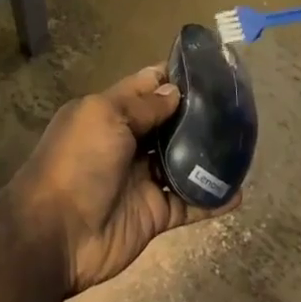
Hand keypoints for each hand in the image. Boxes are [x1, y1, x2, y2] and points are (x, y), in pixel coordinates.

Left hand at [7, 65, 239, 295]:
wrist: (56, 232)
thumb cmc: (77, 162)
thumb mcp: (104, 117)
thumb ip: (142, 105)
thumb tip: (174, 91)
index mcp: (108, 112)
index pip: (145, 86)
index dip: (173, 76)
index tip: (209, 69)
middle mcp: (126, 142)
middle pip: (168, 122)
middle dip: (197, 114)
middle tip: (237, 106)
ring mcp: (141, 179)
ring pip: (182, 161)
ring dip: (208, 154)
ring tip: (244, 143)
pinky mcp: (154, 213)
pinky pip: (189, 203)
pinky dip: (212, 198)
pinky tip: (239, 192)